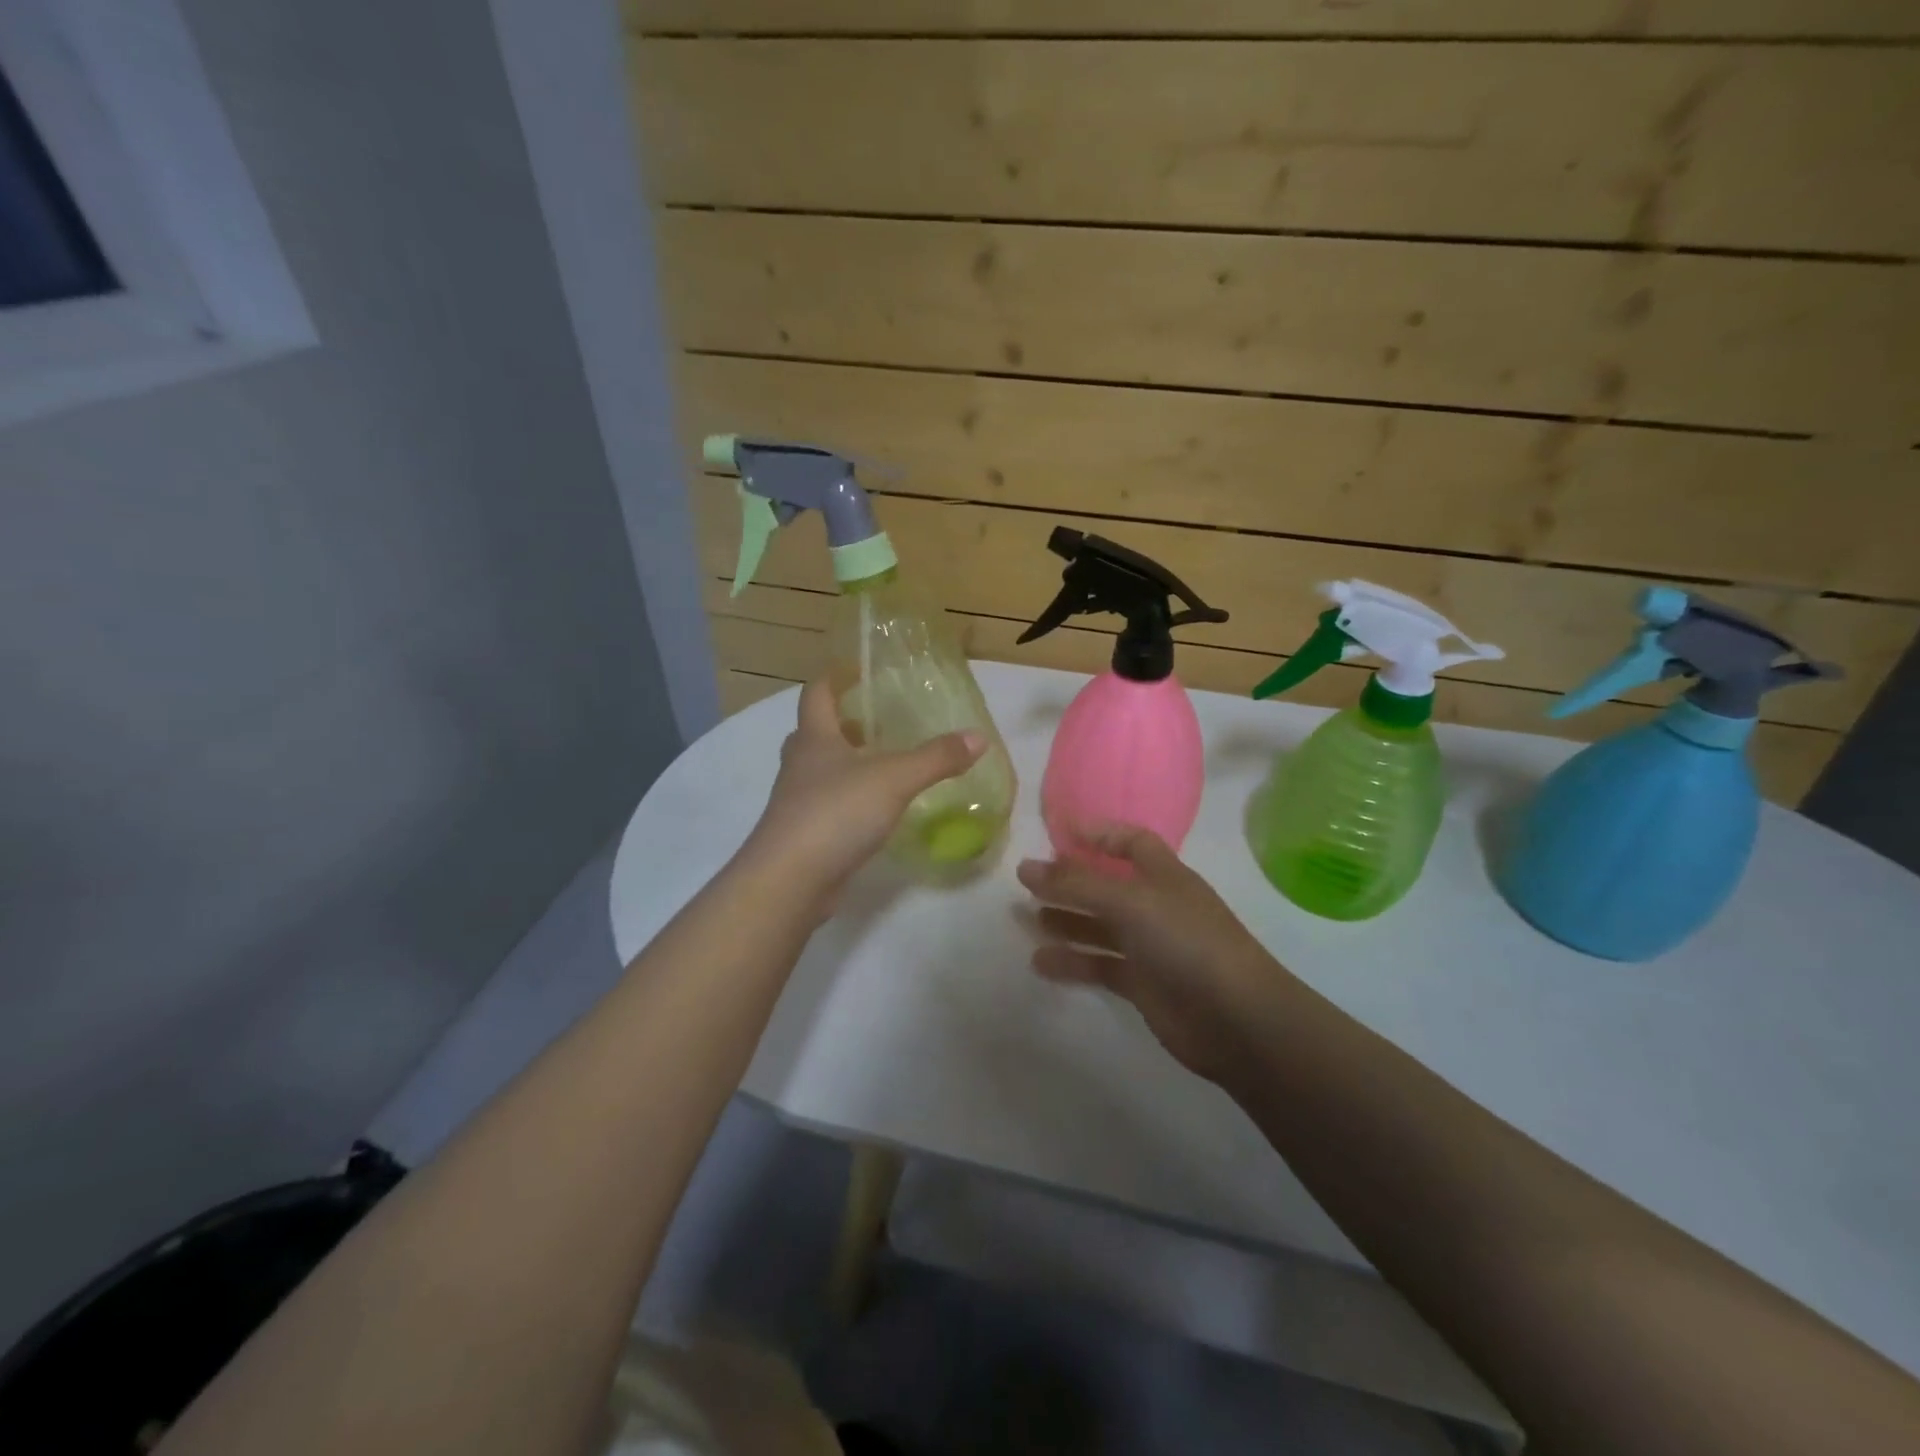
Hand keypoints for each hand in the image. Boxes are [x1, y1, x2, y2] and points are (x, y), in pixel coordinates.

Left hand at [742, 679, 984, 906]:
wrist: (791, 880)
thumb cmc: (836, 812)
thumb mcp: (895, 779)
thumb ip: (937, 758)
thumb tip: (979, 738)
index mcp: (814, 738)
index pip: (817, 693)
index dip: (835, 677)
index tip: (858, 669)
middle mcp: (800, 764)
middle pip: (815, 732)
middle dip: (842, 723)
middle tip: (877, 720)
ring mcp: (797, 801)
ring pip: (819, 770)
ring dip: (845, 762)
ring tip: (883, 762)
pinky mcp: (804, 834)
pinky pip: (827, 804)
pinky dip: (848, 799)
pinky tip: (875, 809)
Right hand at [1017, 825, 1284, 1083]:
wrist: (1237, 1020)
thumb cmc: (1187, 943)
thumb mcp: (1130, 902)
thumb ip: (1077, 884)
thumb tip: (1024, 866)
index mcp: (1163, 875)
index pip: (1130, 842)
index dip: (1098, 834)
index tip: (1058, 832)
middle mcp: (1156, 906)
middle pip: (1106, 885)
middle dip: (1069, 882)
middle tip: (1026, 882)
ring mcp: (1150, 946)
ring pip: (1099, 927)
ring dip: (1065, 921)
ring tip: (1024, 919)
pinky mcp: (1143, 984)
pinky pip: (1100, 965)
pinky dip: (1072, 963)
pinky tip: (1040, 963)